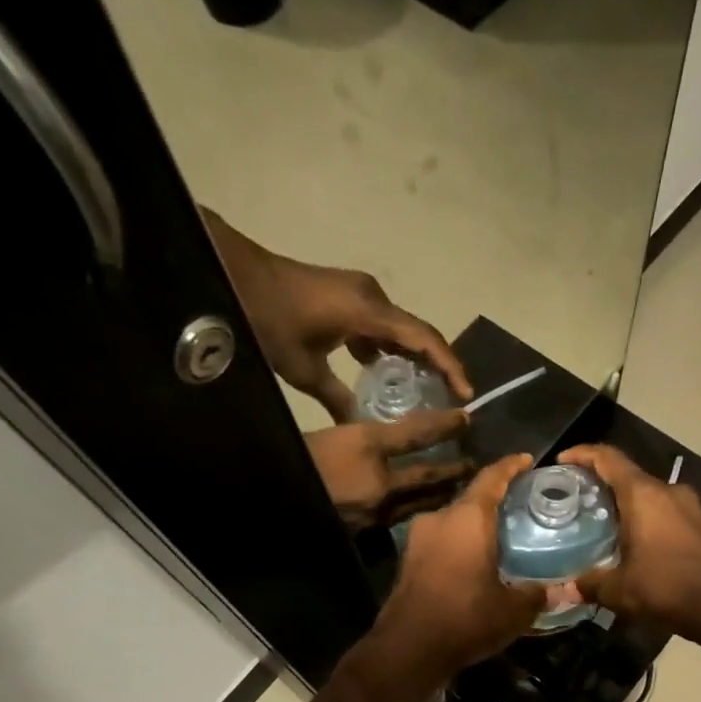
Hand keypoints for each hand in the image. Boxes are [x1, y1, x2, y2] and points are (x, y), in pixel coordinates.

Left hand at [201, 208, 469, 423]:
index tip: (466, 394)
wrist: (234, 274)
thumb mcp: (304, 368)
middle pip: (419, 333)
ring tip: (425, 391)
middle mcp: (373, 297)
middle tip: (452, 398)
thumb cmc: (270, 320)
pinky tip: (384, 374)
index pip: (424, 340)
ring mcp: (361, 293)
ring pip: (401, 329)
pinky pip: (382, 324)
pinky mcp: (348, 296)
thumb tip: (360, 427)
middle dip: (439, 365)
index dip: (450, 367)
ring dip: (414, 357)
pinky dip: (390, 349)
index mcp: (369, 312)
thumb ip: (337, 398)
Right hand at [306, 410, 472, 531]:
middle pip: (427, 477)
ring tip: (453, 489)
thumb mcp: (332, 435)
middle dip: (452, 471)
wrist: (267, 496)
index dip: (443, 425)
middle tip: (474, 466)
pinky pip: (398, 520)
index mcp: (367, 450)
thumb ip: (368, 437)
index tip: (466, 418)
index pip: (416, 434)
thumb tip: (399, 438)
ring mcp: (374, 514)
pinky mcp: (366, 533)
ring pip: (417, 503)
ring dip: (438, 495)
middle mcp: (379, 486)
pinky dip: (414, 512)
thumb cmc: (297, 456)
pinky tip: (419, 511)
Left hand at [369, 454, 545, 684]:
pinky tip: (478, 559)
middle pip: (472, 498)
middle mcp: (440, 519)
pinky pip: (442, 540)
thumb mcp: (513, 610)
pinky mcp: (409, 561)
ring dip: (477, 524)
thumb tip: (561, 591)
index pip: (491, 477)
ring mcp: (418, 539)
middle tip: (523, 506)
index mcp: (467, 519)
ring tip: (503, 534)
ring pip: (455, 521)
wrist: (408, 650)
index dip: (511, 466)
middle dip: (496, 500)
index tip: (527, 460)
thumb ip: (537, 594)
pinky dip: (461, 542)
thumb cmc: (465, 619)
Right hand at [559, 444, 700, 636]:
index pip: (608, 458)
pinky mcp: (700, 525)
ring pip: (648, 494)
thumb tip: (566, 589)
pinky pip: (664, 511)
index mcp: (643, 494)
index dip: (582, 454)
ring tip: (602, 523)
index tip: (562, 461)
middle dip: (601, 483)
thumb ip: (590, 584)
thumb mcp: (619, 589)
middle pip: (628, 475)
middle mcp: (667, 491)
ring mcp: (688, 506)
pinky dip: (644, 518)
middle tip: (577, 500)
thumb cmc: (666, 586)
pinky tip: (632, 542)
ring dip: (625, 503)